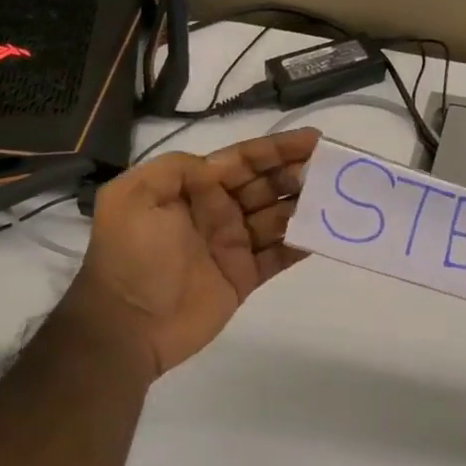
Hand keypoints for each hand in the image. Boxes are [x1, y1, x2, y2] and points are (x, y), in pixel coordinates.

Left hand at [64, 129, 319, 377]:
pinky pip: (279, 255)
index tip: (314, 140)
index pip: (242, 160)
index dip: (277, 149)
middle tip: (333, 171)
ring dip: (305, 206)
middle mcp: (216, 211)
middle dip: (297, 174)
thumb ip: (175, 169)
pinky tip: (327, 233)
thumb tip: (218, 166)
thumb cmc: (132, 256)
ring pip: (277, 217)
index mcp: (192, 189)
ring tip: (338, 198)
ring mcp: (231, 245)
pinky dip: (301, 245)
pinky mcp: (243, 277)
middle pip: (265, 185)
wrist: (127, 325)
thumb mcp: (134, 196)